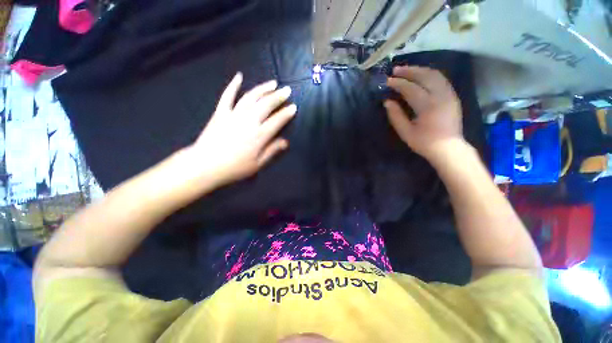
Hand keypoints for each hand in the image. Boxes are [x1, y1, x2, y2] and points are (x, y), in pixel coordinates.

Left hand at [185, 72, 295, 186]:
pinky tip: (239, 76)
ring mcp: (233, 114)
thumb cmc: (234, 168)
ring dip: (263, 88)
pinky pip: (227, 96)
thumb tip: (286, 142)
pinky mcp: (220, 113)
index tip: (294, 107)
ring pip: (251, 97)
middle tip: (287, 90)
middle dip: (278, 96)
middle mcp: (248, 121)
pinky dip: (233, 85)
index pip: (277, 120)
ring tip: (272, 83)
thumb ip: (272, 151)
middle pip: (266, 104)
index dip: (287, 113)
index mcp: (259, 135)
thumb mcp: (258, 164)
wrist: (205, 166)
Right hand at [384, 66, 463, 160]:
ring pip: (435, 74)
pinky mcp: (453, 96)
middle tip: (395, 70)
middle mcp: (441, 96)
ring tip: (407, 70)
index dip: (398, 83)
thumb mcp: (406, 133)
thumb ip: (396, 116)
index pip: (410, 88)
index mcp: (428, 107)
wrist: (449, 148)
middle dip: (409, 71)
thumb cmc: (424, 143)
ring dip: (419, 70)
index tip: (387, 81)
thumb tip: (387, 101)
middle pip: (425, 76)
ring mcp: (449, 94)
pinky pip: (441, 79)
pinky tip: (421, 76)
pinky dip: (429, 74)